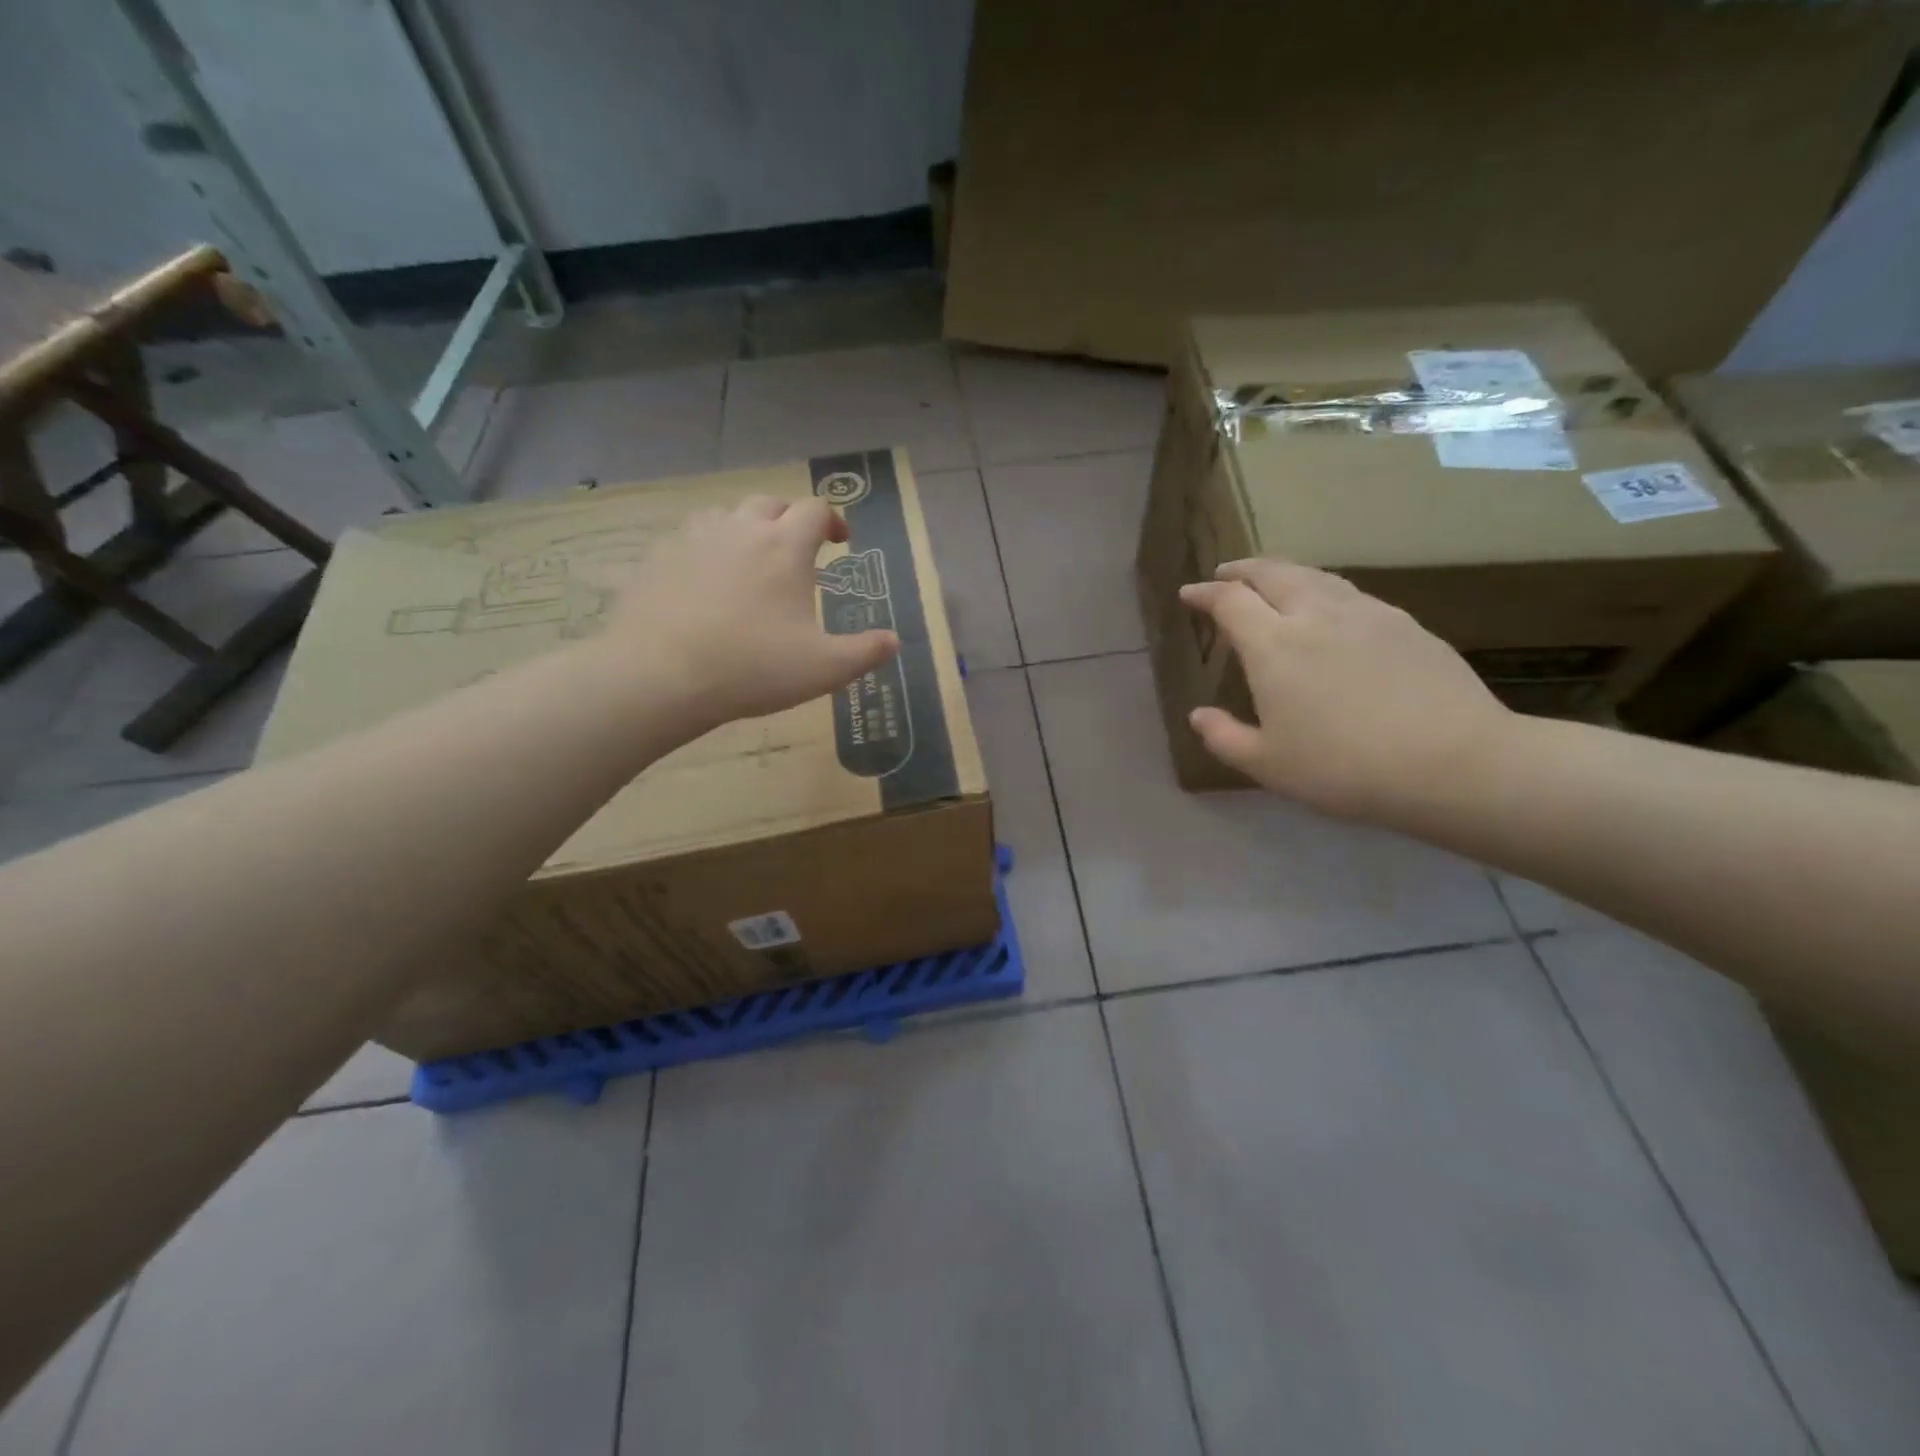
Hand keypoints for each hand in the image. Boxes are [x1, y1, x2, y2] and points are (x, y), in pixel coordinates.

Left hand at [603, 496, 898, 731]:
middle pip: (770, 503)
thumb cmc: (753, 668)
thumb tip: (895, 641)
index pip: (815, 510)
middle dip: (789, 519)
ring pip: (726, 514)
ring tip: (751, 558)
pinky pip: (689, 538)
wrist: (661, 675)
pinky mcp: (659, 557)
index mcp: (785, 546)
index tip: (840, 542)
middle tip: (797, 549)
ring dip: (746, 527)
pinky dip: (707, 547)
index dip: (833, 520)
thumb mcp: (825, 669)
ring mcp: (694, 538)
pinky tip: (705, 579)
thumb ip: (865, 652)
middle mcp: (741, 529)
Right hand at [1179, 559, 1513, 821]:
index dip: (1205, 594)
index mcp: (1273, 645)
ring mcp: (1364, 613)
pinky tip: (1328, 607)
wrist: (1452, 761)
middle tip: (1225, 574)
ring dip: (1283, 572)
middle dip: (1242, 570)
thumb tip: (1198, 716)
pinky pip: (1349, 591)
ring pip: (1314, 575)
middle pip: (1272, 573)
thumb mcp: (1268, 765)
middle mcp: (1314, 615)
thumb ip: (1225, 737)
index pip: (1230, 602)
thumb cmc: (1343, 767)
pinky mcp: (1403, 622)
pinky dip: (1322, 588)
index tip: (1189, 593)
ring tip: (1272, 582)